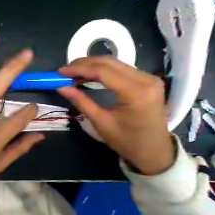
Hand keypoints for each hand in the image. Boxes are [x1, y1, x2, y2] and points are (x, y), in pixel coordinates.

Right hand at [57, 57, 174, 174]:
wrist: (153, 151)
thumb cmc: (126, 141)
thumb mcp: (101, 122)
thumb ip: (81, 102)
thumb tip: (61, 88)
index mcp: (135, 92)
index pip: (103, 71)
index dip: (79, 69)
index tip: (61, 72)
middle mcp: (145, 79)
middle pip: (109, 62)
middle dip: (84, 64)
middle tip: (66, 71)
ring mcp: (148, 78)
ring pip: (115, 63)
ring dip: (92, 65)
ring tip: (74, 72)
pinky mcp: (147, 80)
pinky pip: (121, 69)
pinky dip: (102, 70)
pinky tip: (90, 74)